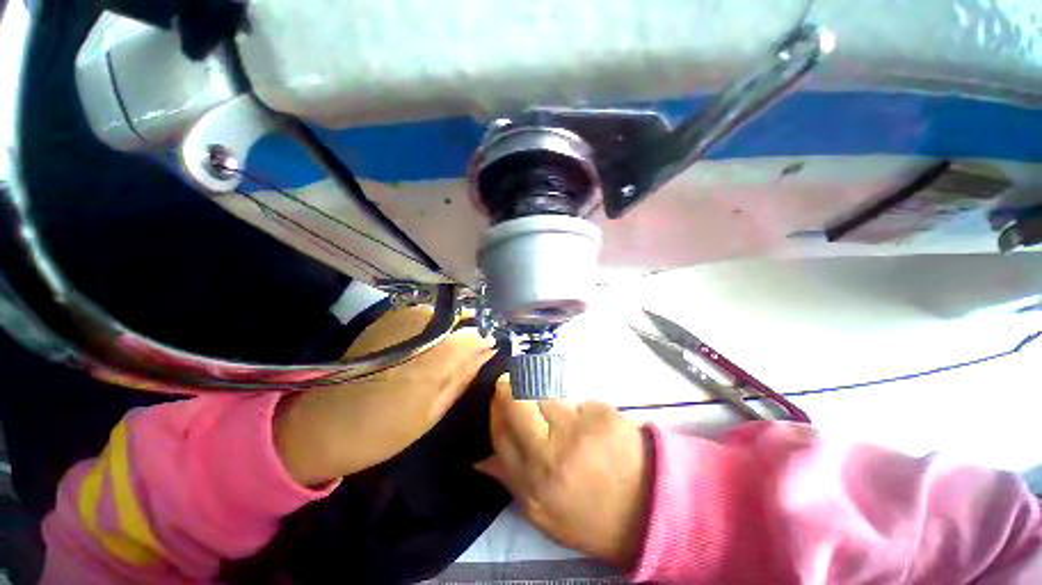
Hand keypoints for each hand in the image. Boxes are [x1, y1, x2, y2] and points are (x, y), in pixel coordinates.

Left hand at [274, 306, 494, 485]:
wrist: (322, 424)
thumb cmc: (383, 429)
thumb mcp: (434, 410)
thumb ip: (463, 375)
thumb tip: (489, 349)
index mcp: (437, 355)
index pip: (479, 332)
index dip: (488, 339)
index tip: (491, 350)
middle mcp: (423, 325)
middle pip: (463, 316)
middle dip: (473, 329)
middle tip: (472, 351)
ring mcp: (403, 316)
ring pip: (445, 313)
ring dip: (453, 327)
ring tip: (448, 350)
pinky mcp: (389, 316)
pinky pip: (426, 314)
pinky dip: (435, 326)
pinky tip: (427, 345)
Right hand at [478, 377, 652, 569]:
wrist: (646, 509)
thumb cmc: (589, 515)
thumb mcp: (542, 513)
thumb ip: (509, 480)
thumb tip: (479, 457)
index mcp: (533, 479)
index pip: (501, 429)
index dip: (496, 408)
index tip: (500, 397)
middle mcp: (551, 450)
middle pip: (519, 400)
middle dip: (512, 387)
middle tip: (516, 384)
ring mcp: (579, 427)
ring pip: (547, 395)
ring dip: (546, 399)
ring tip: (562, 417)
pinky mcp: (601, 412)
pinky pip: (576, 400)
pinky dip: (576, 408)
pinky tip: (588, 426)